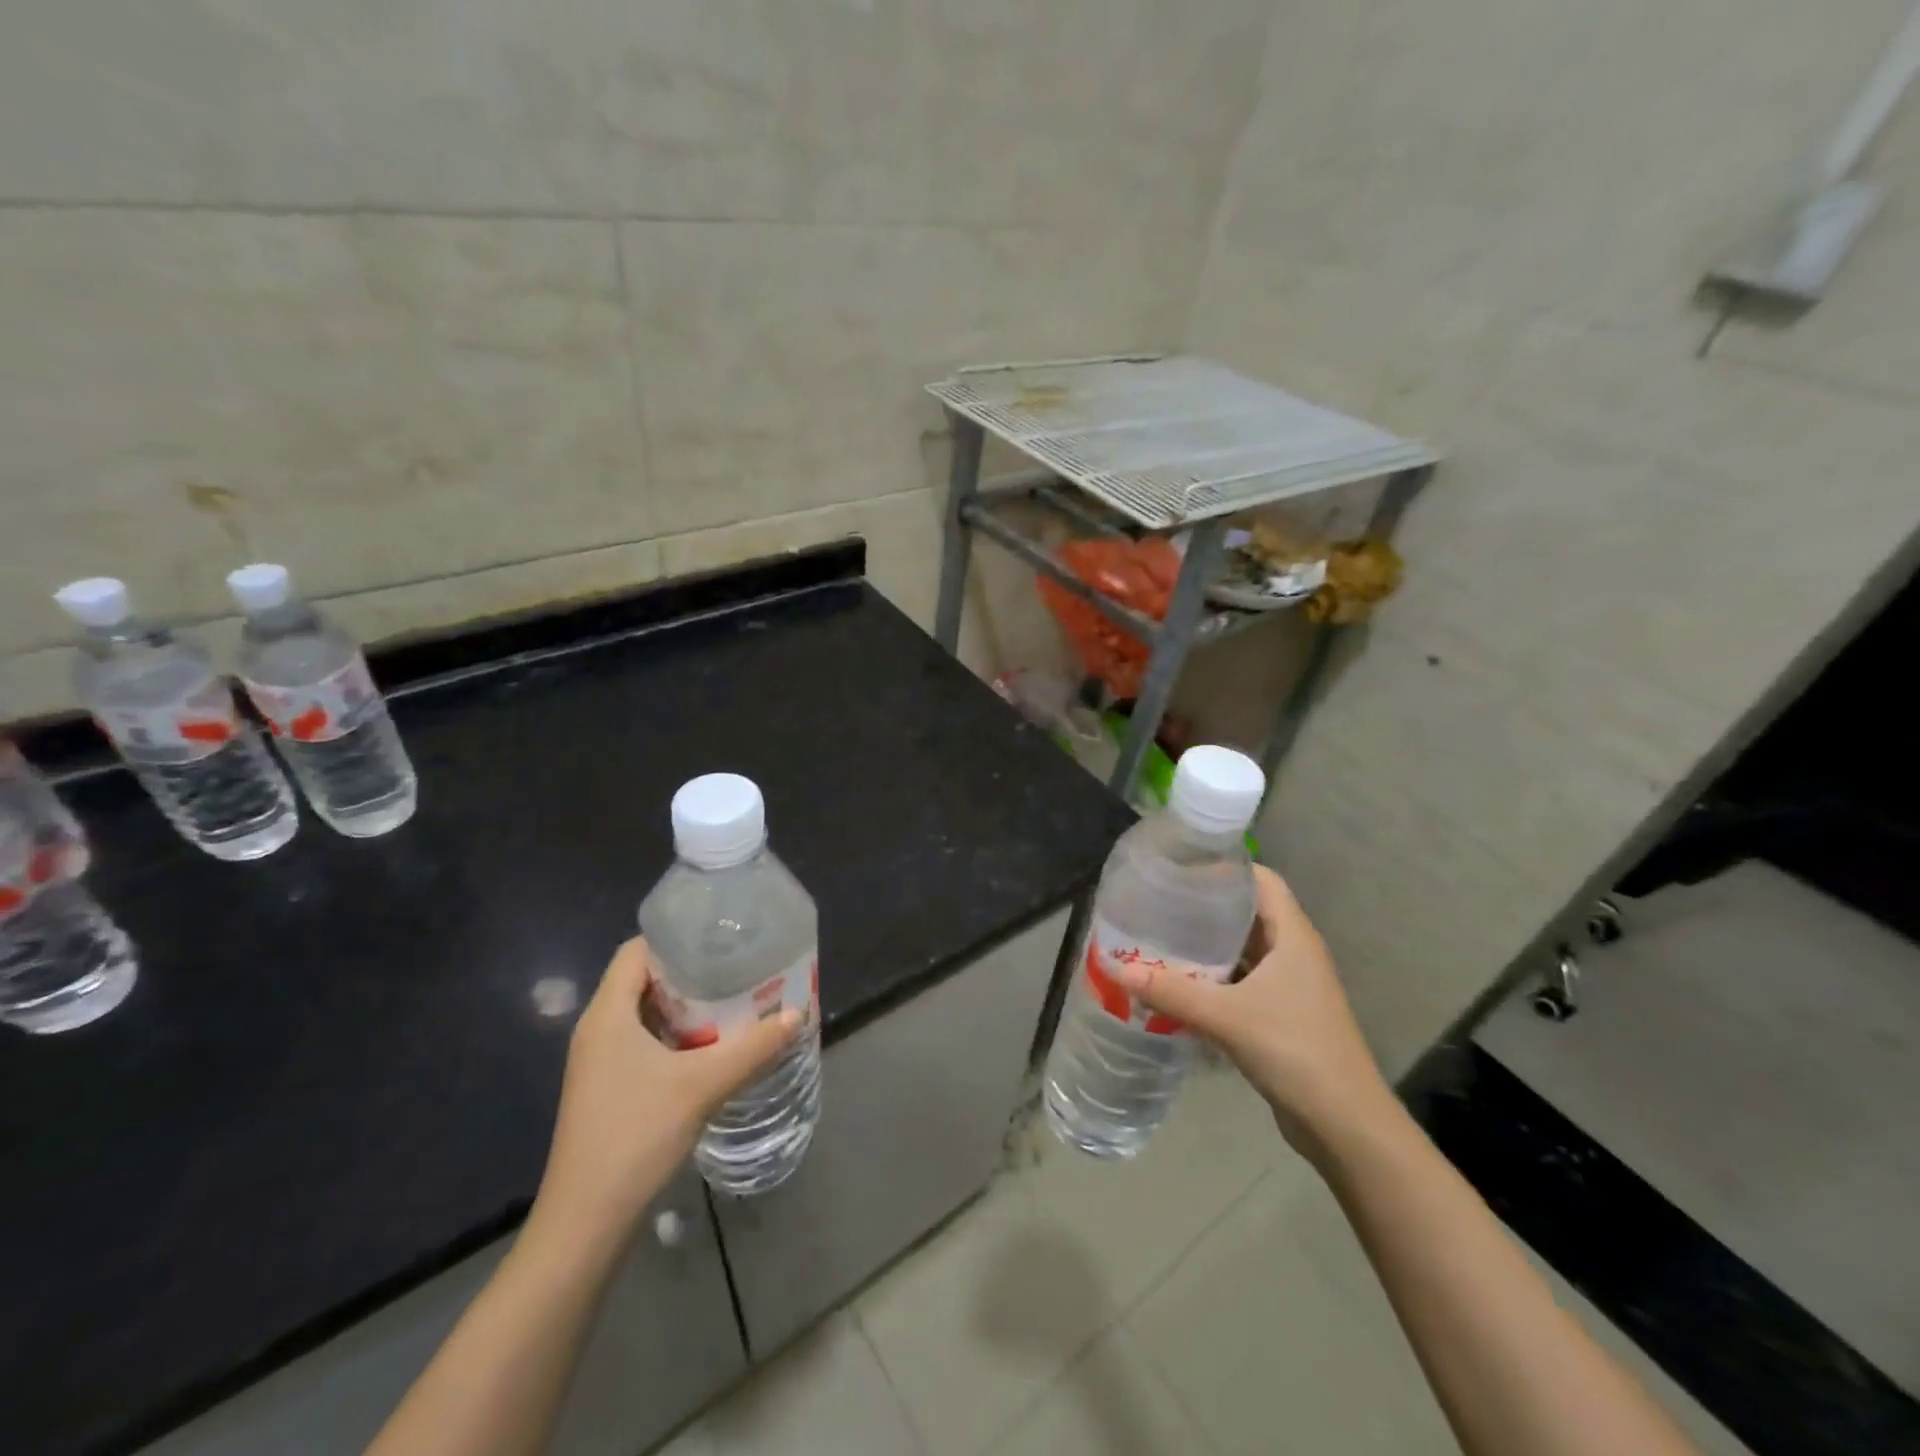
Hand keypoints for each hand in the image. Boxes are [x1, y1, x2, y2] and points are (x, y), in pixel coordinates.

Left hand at [531, 938, 799, 1247]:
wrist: (586, 1223)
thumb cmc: (637, 1136)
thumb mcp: (703, 1085)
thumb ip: (753, 1047)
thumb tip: (798, 1012)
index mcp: (608, 1014)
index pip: (636, 950)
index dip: (676, 937)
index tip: (720, 937)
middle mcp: (598, 1029)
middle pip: (643, 979)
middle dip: (690, 970)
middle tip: (738, 966)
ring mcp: (599, 1061)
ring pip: (645, 1013)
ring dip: (686, 1005)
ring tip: (733, 998)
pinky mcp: (608, 1087)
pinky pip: (643, 1041)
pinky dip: (676, 1034)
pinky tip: (712, 1045)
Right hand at [1117, 865, 1394, 1164]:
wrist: (1344, 1124)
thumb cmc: (1295, 1050)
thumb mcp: (1227, 1016)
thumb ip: (1172, 991)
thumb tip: (1116, 968)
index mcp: (1292, 935)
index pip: (1262, 879)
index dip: (1226, 866)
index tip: (1182, 864)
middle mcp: (1293, 952)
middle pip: (1248, 912)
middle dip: (1206, 904)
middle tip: (1159, 899)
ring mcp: (1289, 985)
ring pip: (1244, 949)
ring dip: (1207, 945)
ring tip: (1160, 935)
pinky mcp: (1281, 1014)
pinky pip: (1242, 981)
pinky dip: (1213, 978)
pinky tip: (1179, 983)